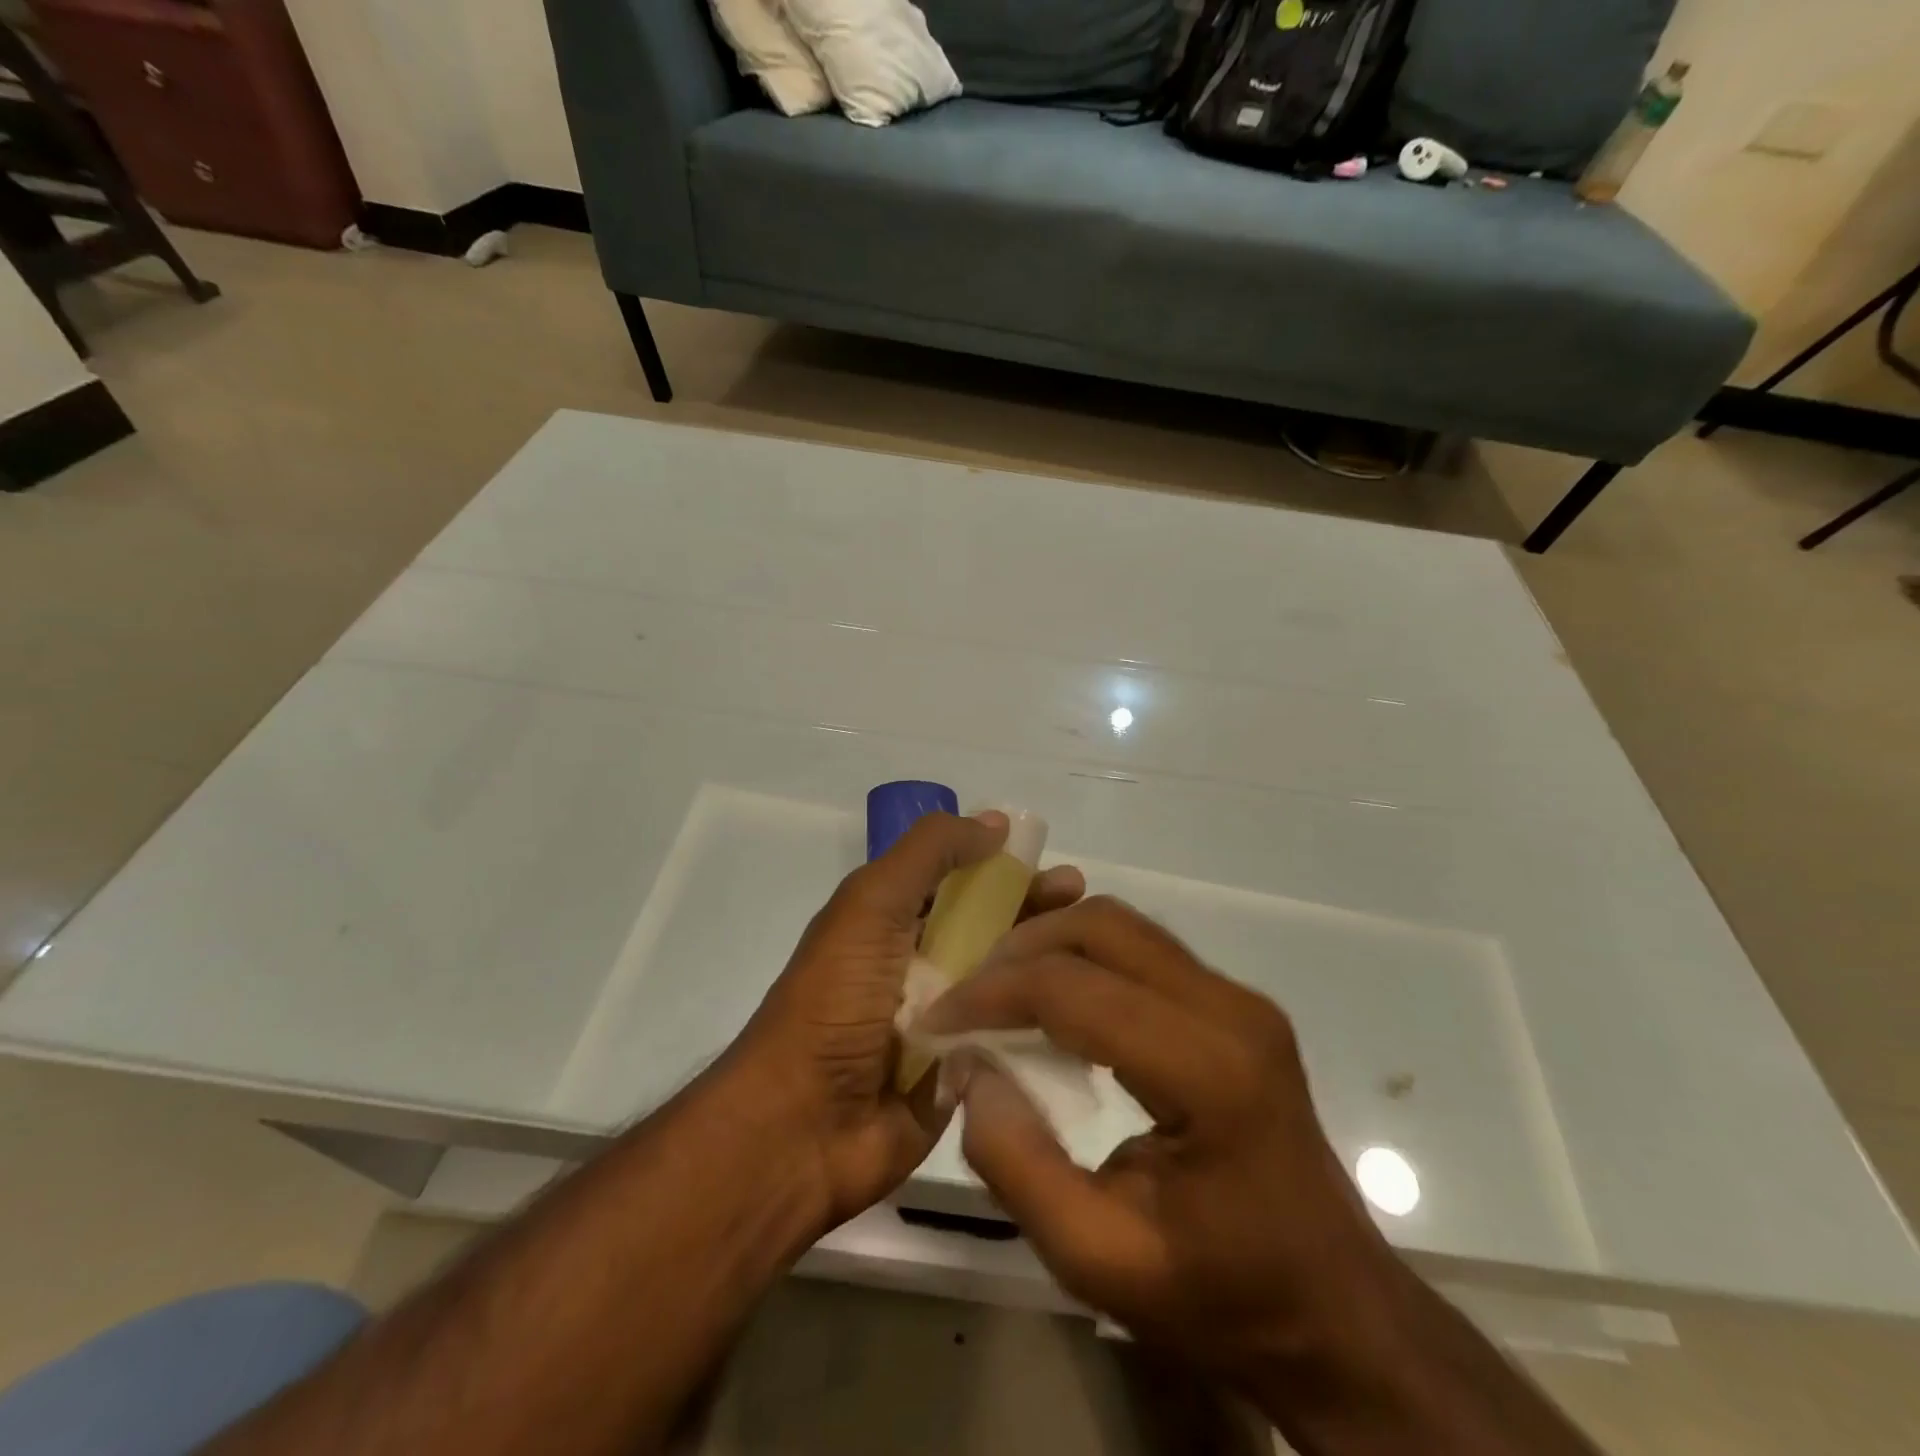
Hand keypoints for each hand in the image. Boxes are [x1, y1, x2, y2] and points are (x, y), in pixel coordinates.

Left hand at [735, 811, 1084, 1231]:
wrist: (803, 1127)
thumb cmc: (836, 999)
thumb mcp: (872, 904)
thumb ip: (930, 853)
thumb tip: (995, 822)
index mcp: (895, 922)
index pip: (964, 882)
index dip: (1008, 870)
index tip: (1056, 868)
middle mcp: (923, 967)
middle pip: (994, 929)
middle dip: (1039, 913)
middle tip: (1087, 906)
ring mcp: (947, 1023)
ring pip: (1010, 982)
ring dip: (1050, 966)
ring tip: (1098, 957)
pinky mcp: (967, 1074)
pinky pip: (1014, 1039)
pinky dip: (1047, 1023)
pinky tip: (1093, 1013)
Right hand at [916, 896, 1407, 1381]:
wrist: (1335, 1311)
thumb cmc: (1221, 1298)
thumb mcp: (1098, 1259)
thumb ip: (1017, 1163)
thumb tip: (969, 1067)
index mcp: (1209, 1071)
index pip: (1074, 990)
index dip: (992, 994)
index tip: (938, 1019)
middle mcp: (1231, 1008)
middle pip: (1101, 928)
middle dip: (1019, 950)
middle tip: (967, 995)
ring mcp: (1239, 997)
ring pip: (1121, 924)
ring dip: (1049, 944)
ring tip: (998, 991)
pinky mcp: (1235, 1002)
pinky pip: (1141, 948)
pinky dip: (1082, 956)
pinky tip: (1051, 997)